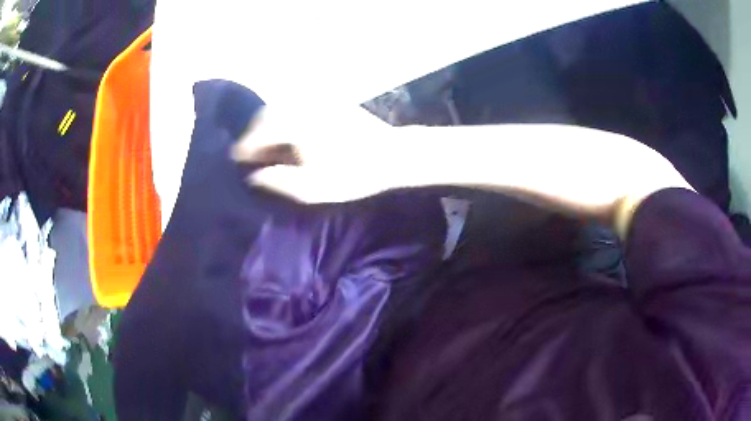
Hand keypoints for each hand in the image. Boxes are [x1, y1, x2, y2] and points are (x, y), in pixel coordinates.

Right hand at [231, 106, 392, 202]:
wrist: (392, 154)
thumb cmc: (353, 174)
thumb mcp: (314, 187)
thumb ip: (280, 181)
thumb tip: (255, 177)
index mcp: (296, 125)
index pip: (259, 132)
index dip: (245, 146)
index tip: (237, 158)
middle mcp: (303, 106)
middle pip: (267, 114)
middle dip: (255, 133)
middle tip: (249, 151)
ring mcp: (317, 101)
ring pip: (282, 107)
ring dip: (269, 124)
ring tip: (267, 143)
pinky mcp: (330, 101)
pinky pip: (298, 105)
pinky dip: (286, 117)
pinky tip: (288, 132)